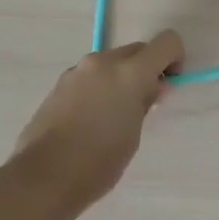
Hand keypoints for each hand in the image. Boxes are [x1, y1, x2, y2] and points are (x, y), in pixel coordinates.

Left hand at [13, 31, 185, 205]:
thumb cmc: (99, 161)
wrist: (43, 177)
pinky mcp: (59, 84)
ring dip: (120, 78)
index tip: (169, 83)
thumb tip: (153, 87)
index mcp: (130, 71)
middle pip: (137, 50)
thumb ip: (144, 103)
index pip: (166, 42)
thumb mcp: (134, 134)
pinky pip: (90, 76)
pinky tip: (90, 120)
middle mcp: (103, 61)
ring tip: (113, 116)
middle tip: (143, 103)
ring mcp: (78, 70)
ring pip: (111, 62)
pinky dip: (99, 87)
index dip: (175, 58)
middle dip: (146, 69)